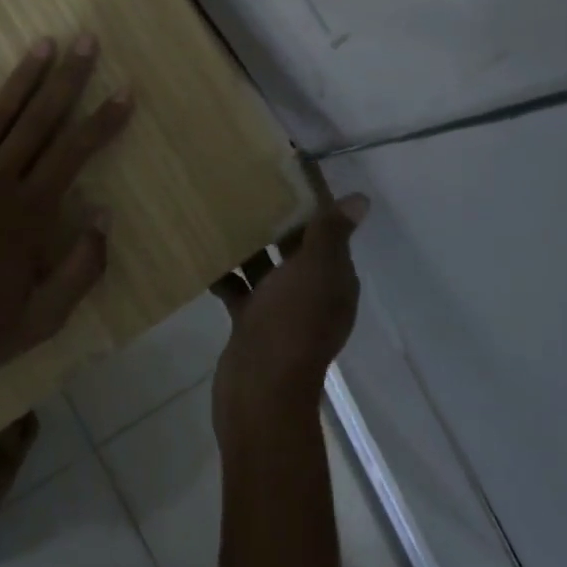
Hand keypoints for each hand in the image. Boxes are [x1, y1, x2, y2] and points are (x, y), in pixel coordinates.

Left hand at [0, 36, 134, 379]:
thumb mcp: (40, 319)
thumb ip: (80, 269)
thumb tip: (104, 215)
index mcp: (30, 211)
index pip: (76, 152)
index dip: (104, 119)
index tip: (125, 90)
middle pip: (40, 120)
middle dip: (68, 78)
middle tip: (86, 40)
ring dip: (22, 77)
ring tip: (44, 42)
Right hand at [210, 194, 369, 446]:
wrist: (259, 392)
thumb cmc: (290, 324)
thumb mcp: (314, 271)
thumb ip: (331, 234)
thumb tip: (362, 200)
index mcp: (335, 280)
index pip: (329, 233)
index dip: (312, 205)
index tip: (285, 174)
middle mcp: (313, 294)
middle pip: (297, 249)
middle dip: (276, 222)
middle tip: (247, 187)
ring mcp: (281, 312)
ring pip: (267, 270)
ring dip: (249, 247)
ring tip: (222, 214)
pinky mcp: (253, 325)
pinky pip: (242, 292)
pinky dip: (227, 276)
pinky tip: (204, 257)